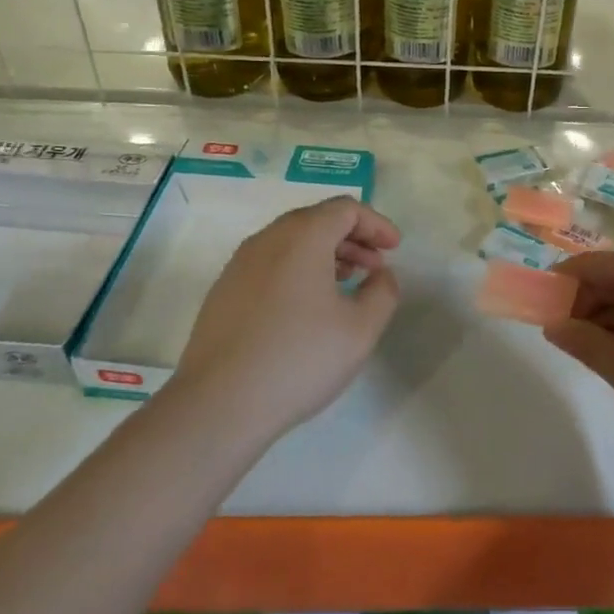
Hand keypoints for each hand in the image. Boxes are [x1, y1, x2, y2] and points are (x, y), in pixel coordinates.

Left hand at [167, 197, 401, 444]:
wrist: (218, 404)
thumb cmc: (299, 359)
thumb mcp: (361, 329)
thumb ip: (383, 292)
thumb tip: (380, 274)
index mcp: (302, 236)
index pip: (346, 209)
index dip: (376, 224)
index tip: (394, 249)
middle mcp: (267, 239)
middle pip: (317, 219)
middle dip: (352, 238)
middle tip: (375, 267)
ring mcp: (239, 264)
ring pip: (291, 242)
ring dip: (325, 254)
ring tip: (346, 285)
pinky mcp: (224, 291)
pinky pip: (270, 264)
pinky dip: (298, 270)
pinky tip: (307, 307)